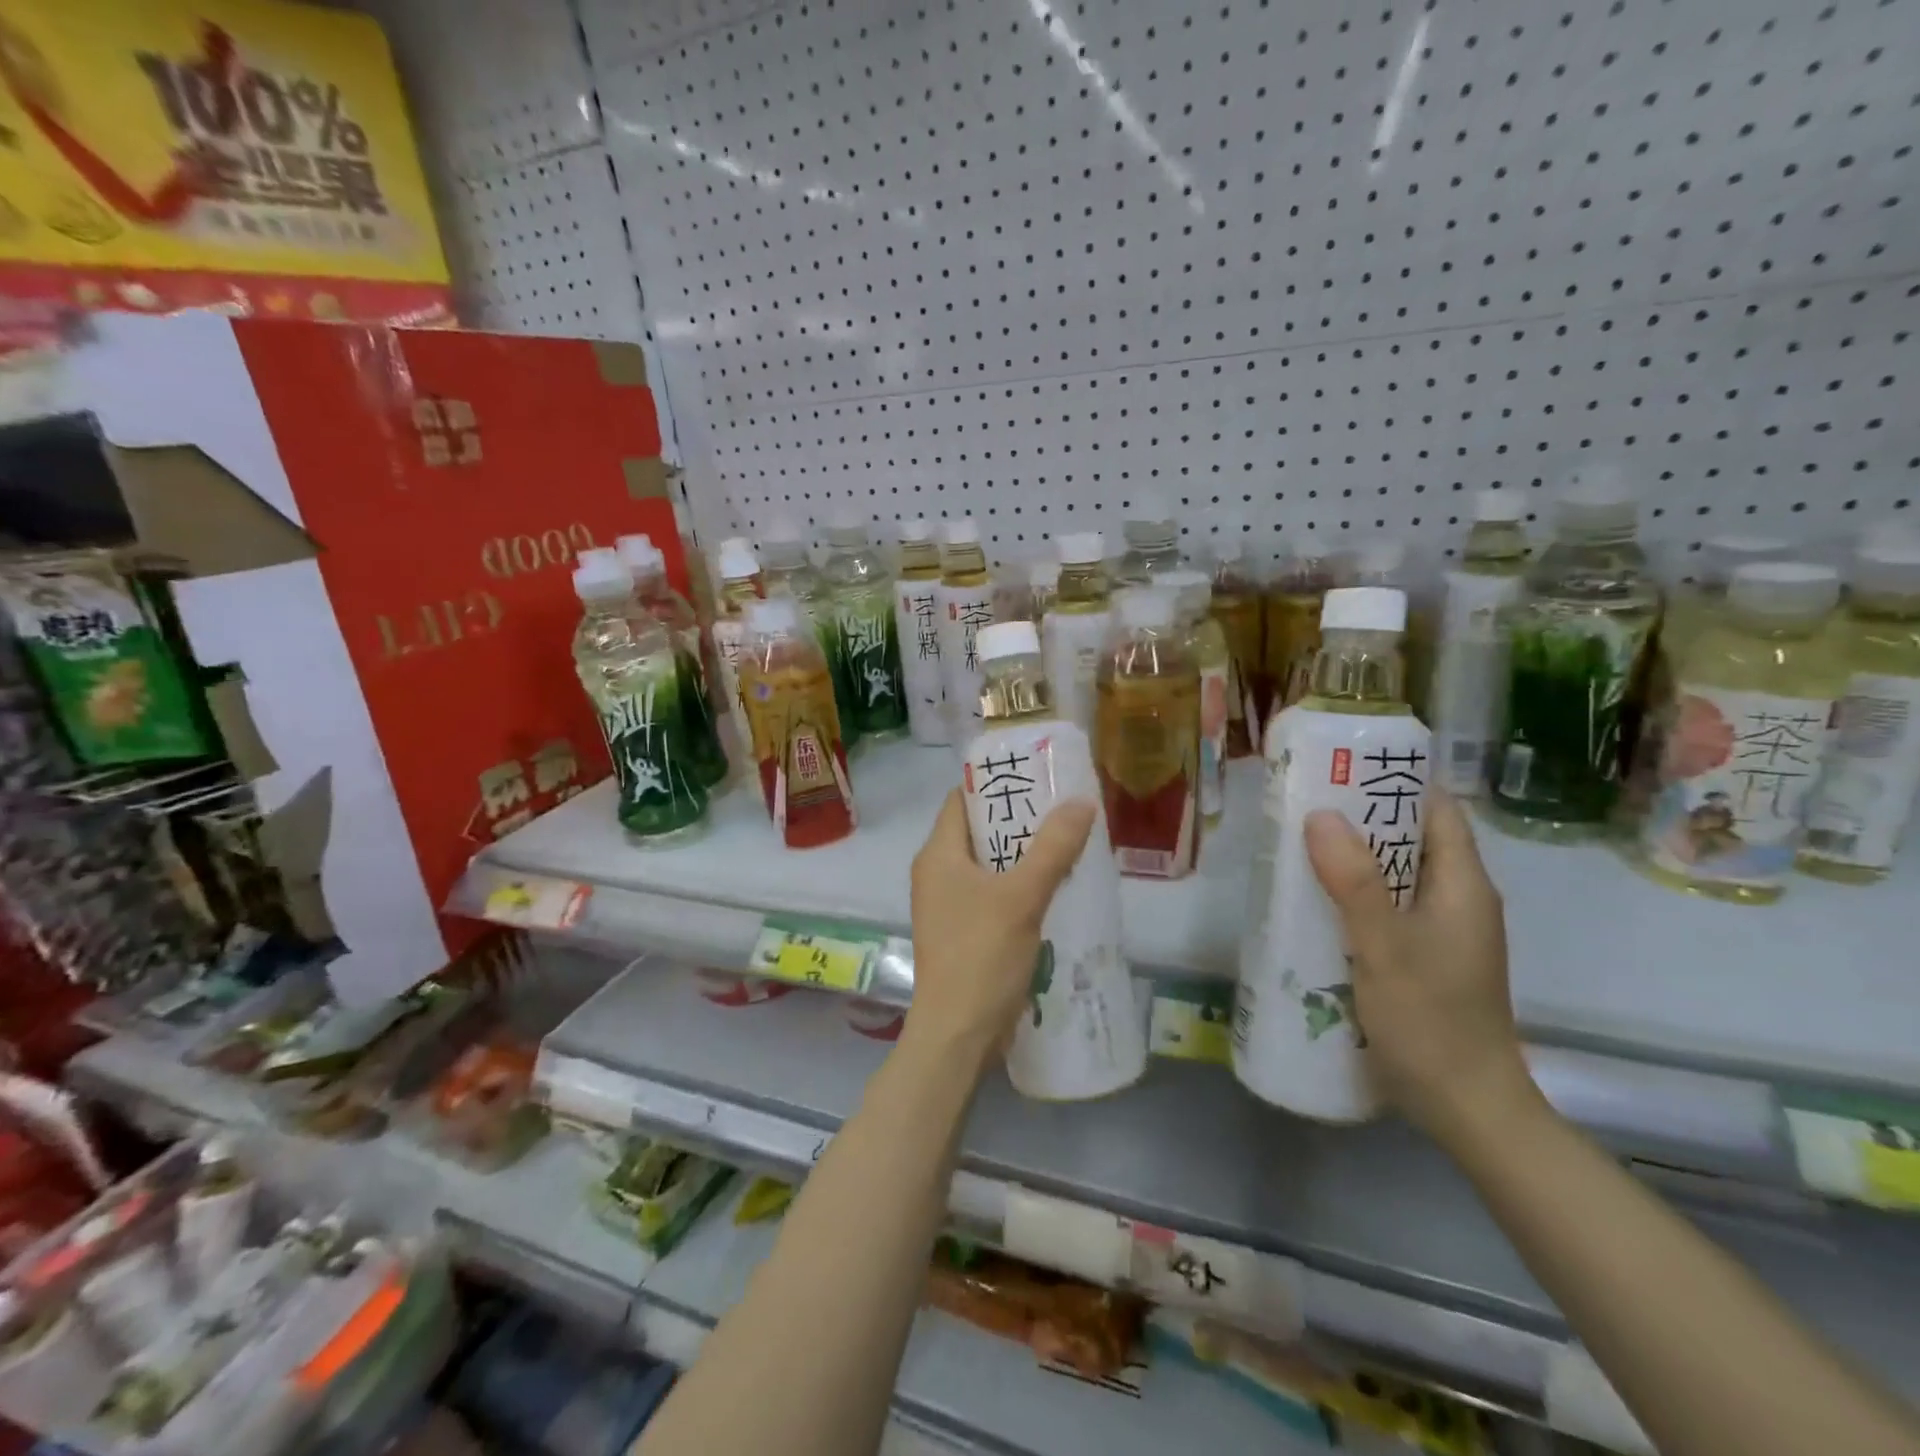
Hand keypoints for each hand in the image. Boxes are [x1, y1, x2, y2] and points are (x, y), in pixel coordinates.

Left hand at [904, 788, 1095, 1067]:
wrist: (958, 1035)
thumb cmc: (981, 956)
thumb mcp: (1022, 896)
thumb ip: (1052, 848)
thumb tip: (1082, 801)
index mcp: (938, 855)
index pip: (961, 799)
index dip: (995, 784)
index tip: (1036, 777)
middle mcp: (936, 873)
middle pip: (978, 831)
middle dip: (1018, 820)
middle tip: (1062, 809)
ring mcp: (948, 905)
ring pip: (988, 864)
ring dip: (1023, 854)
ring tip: (1067, 842)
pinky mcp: (963, 932)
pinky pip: (992, 893)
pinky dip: (1019, 885)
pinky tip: (1055, 887)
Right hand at [1304, 789, 1539, 1143]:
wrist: (1468, 1108)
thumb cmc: (1431, 1021)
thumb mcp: (1385, 947)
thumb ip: (1355, 881)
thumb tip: (1321, 814)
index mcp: (1464, 885)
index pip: (1436, 810)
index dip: (1394, 783)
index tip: (1340, 769)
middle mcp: (1459, 900)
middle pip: (1412, 839)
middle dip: (1362, 818)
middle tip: (1302, 804)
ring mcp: (1444, 932)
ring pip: (1398, 874)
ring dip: (1354, 858)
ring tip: (1298, 845)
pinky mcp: (1426, 957)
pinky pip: (1389, 907)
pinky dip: (1356, 894)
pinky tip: (1316, 902)